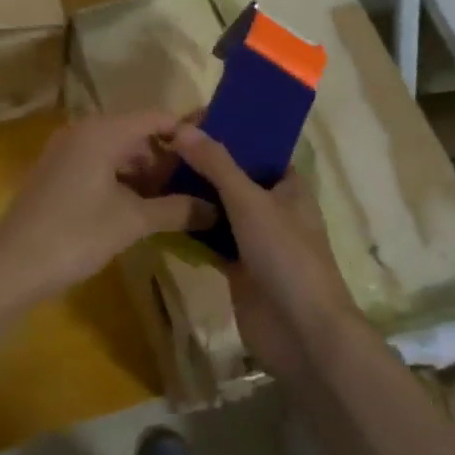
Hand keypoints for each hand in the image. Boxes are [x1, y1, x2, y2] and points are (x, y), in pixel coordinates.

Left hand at [0, 113, 216, 304]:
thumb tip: (215, 209)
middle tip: (198, 186)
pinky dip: (122, 181)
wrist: (12, 266)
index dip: (186, 134)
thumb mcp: (132, 222)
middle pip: (136, 134)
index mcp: (102, 132)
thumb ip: (176, 209)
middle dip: (166, 159)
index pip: (155, 118)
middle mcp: (82, 131)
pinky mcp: (56, 172)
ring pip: (117, 152)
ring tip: (174, 203)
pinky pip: (99, 165)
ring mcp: (65, 151)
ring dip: (145, 174)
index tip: (214, 155)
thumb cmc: (75, 235)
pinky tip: (140, 208)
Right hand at [168, 124, 357, 370]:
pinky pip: (211, 240)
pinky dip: (191, 229)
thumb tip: (181, 128)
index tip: (191, 122)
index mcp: (289, 187)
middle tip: (161, 149)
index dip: (230, 134)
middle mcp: (274, 209)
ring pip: (220, 211)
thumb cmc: (286, 256)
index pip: (258, 150)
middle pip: (234, 179)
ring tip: (152, 175)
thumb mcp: (250, 202)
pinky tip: (160, 214)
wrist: (301, 332)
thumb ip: (217, 165)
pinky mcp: (239, 268)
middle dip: (203, 166)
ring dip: (194, 198)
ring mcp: (256, 241)